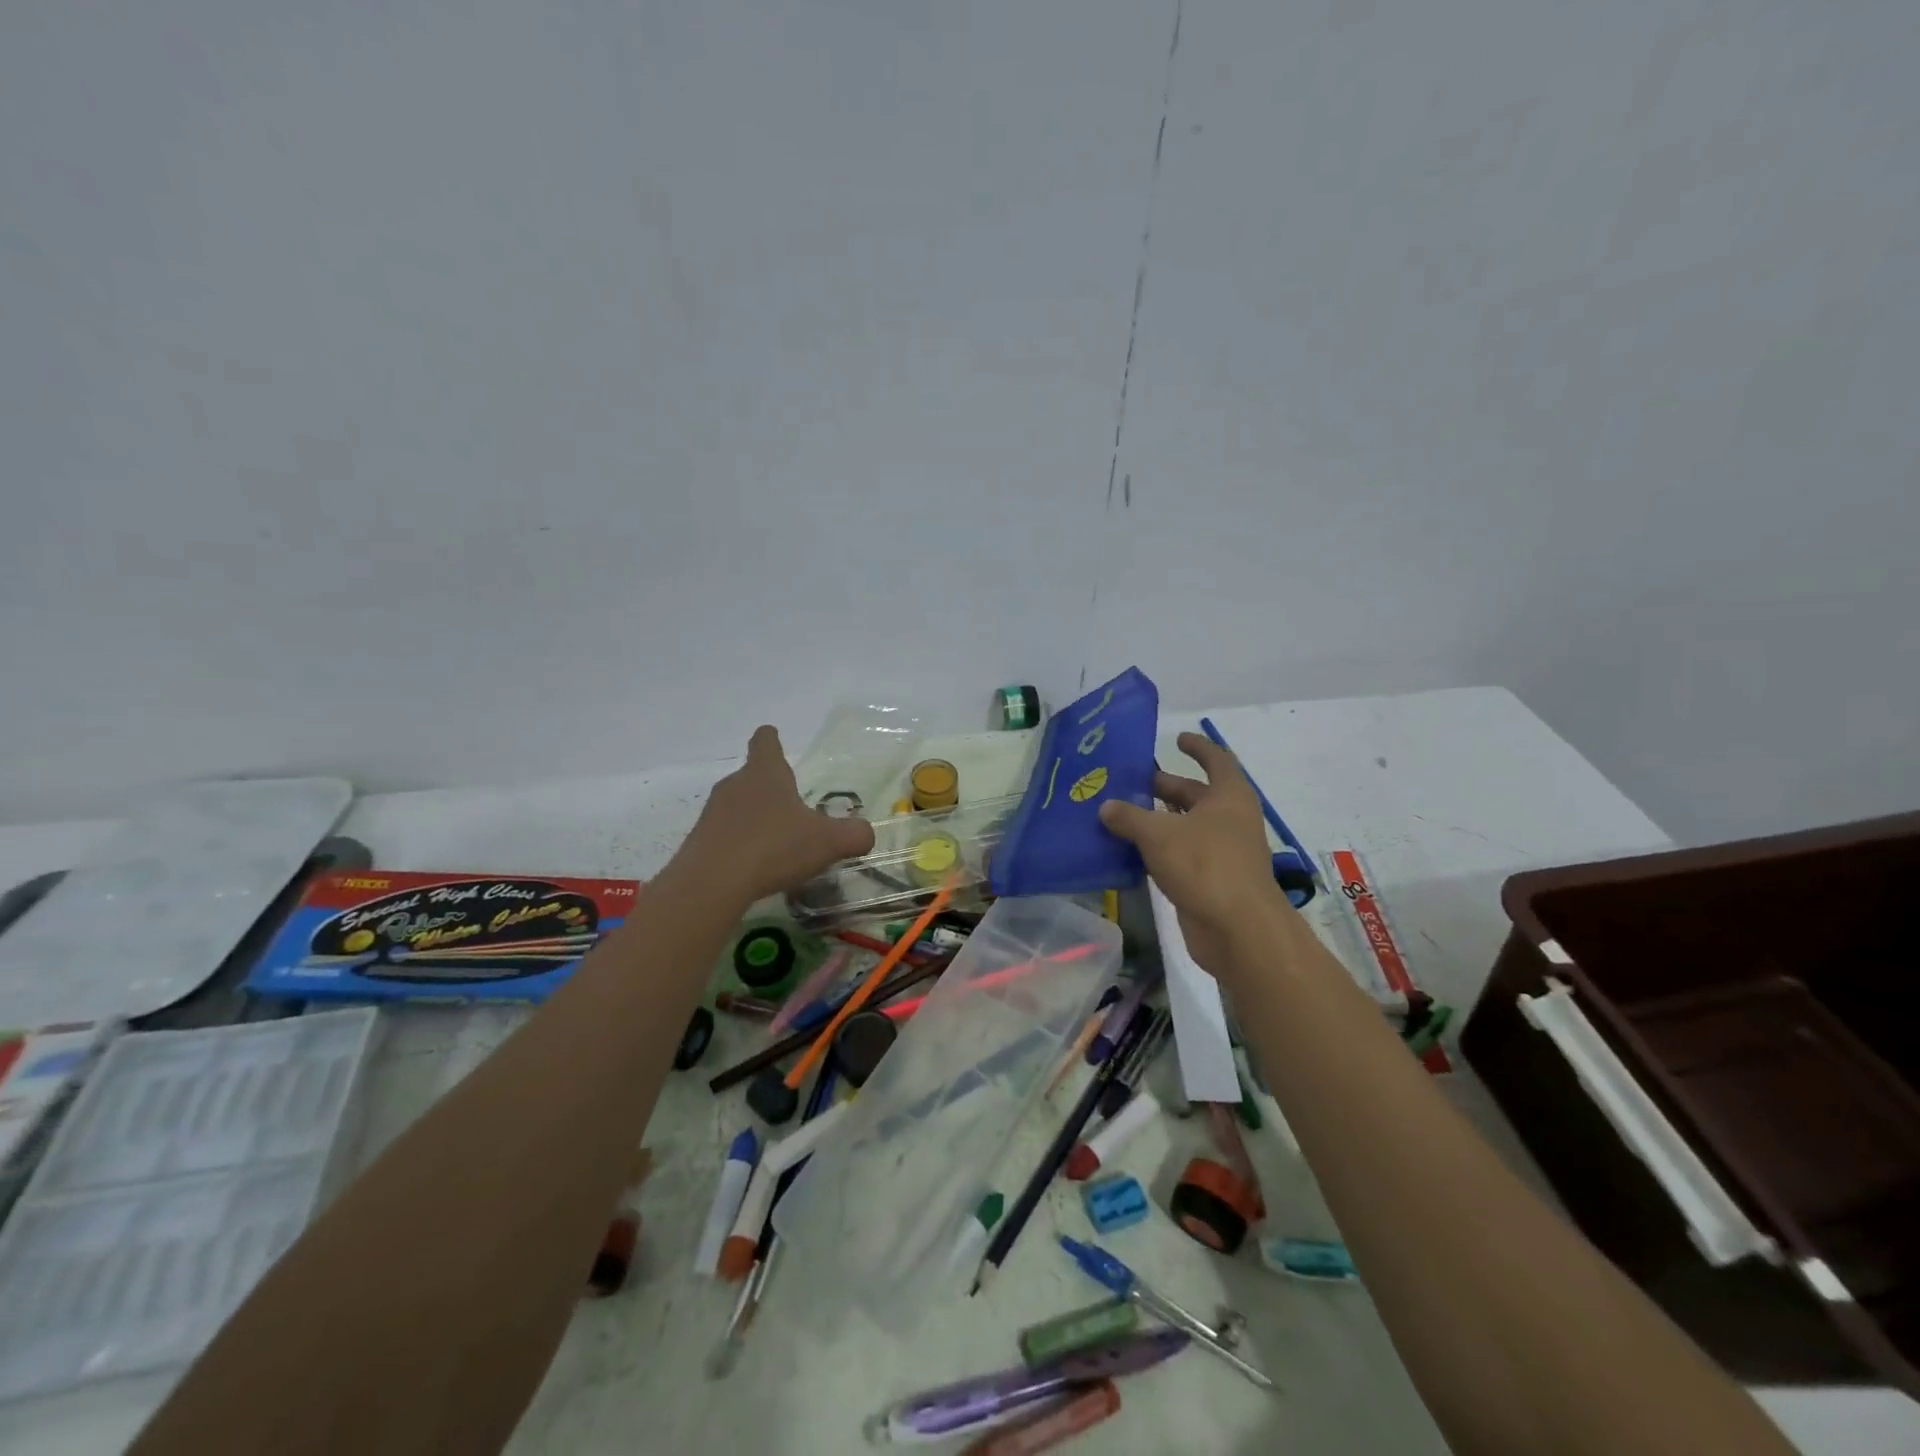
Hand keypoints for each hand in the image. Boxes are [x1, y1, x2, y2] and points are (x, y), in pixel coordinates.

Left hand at [677, 727, 875, 903]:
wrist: (711, 884)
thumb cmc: (774, 848)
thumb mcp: (828, 842)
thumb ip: (854, 835)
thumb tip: (865, 834)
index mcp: (766, 773)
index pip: (765, 741)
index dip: (771, 739)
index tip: (775, 739)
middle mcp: (735, 785)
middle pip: (752, 776)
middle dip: (771, 789)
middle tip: (793, 811)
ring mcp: (713, 813)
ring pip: (738, 806)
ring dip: (755, 818)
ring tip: (776, 844)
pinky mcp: (699, 841)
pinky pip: (725, 835)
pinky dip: (740, 844)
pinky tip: (754, 867)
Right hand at [1099, 732, 1285, 976]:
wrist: (1238, 930)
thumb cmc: (1204, 865)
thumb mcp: (1158, 834)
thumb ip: (1129, 817)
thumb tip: (1106, 807)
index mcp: (1229, 796)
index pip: (1216, 760)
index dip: (1198, 747)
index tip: (1177, 738)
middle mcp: (1229, 819)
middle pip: (1195, 795)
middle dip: (1163, 787)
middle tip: (1127, 782)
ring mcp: (1222, 852)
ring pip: (1185, 827)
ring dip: (1157, 820)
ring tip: (1119, 815)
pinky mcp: (1211, 880)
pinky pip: (1181, 855)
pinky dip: (1158, 850)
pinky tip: (1128, 851)